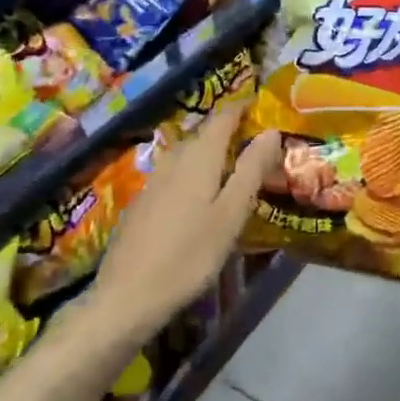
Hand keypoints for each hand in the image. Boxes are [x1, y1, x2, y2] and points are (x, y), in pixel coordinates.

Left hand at [91, 102, 279, 336]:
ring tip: (230, 165)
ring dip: (208, 152)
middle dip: (227, 131)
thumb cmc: (189, 256)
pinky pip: (172, 175)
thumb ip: (251, 171)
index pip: (221, 119)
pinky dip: (191, 173)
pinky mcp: (141, 205)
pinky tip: (197, 195)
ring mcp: (152, 183)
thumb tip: (271, 131)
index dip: (241, 107)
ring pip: (185, 155)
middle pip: (202, 135)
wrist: (128, 296)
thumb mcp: (231, 214)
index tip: (260, 104)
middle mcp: (172, 162)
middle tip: (253, 140)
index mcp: (198, 159)